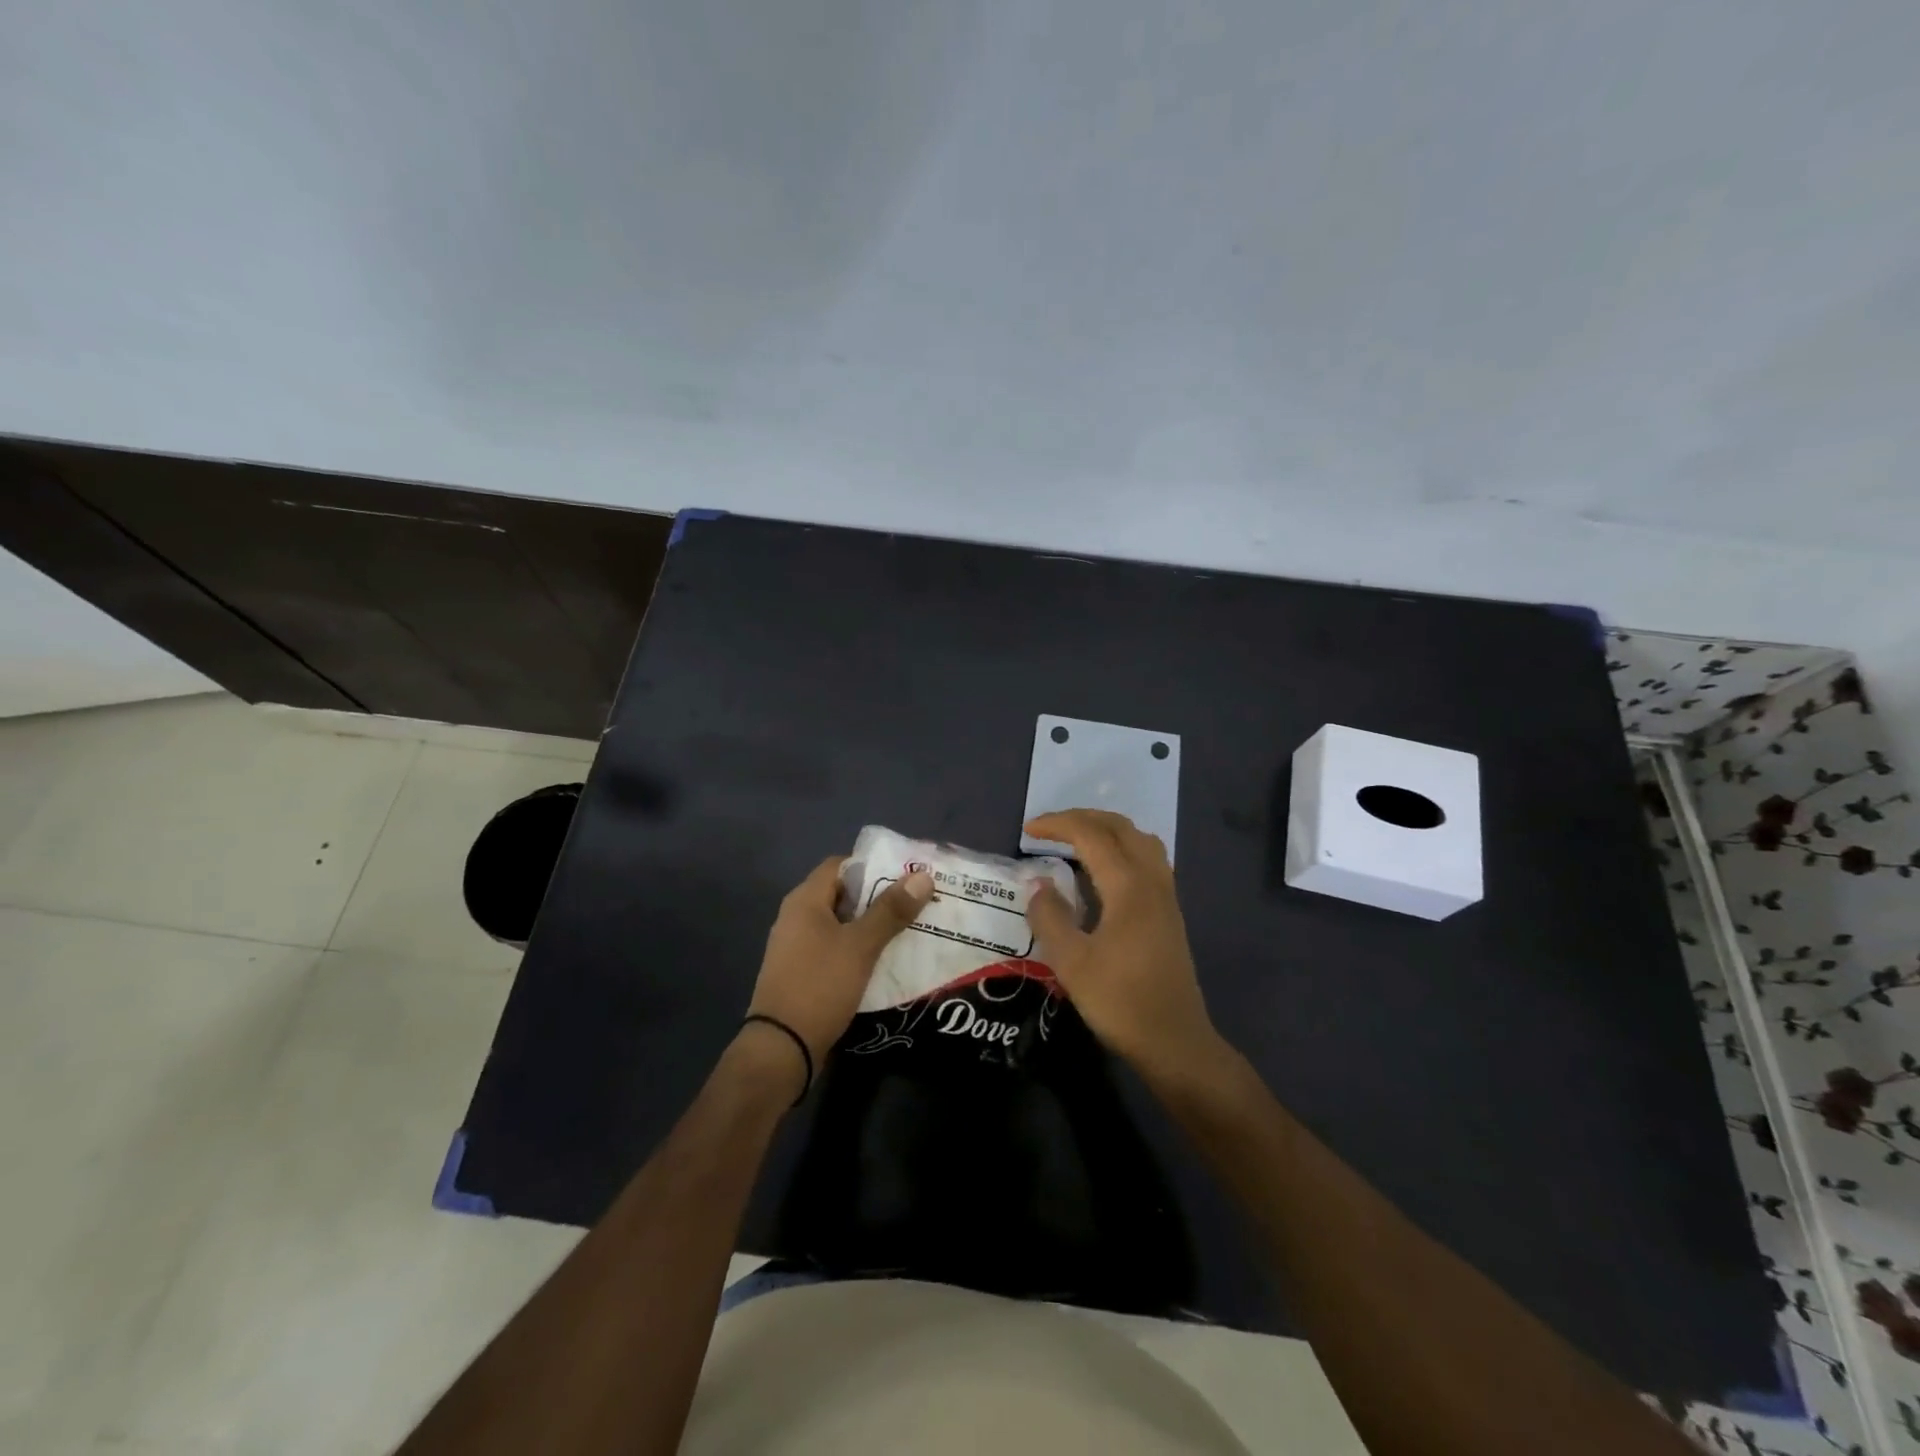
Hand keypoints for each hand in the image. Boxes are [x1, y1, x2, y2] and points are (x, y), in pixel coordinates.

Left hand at [746, 856, 933, 1071]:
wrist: (781, 1049)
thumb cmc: (819, 986)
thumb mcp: (860, 946)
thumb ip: (891, 910)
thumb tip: (922, 875)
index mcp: (805, 900)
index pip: (841, 865)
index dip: (873, 866)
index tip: (906, 875)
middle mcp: (797, 917)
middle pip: (843, 895)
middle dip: (879, 897)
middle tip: (916, 903)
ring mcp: (797, 947)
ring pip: (841, 925)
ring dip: (871, 926)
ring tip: (909, 930)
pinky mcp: (802, 974)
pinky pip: (835, 949)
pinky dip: (859, 949)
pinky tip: (885, 961)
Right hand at [1024, 809, 1222, 1085]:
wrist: (1175, 1041)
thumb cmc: (1120, 1002)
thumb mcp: (1072, 963)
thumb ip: (1050, 917)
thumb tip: (1038, 885)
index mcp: (1128, 886)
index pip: (1091, 835)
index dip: (1058, 825)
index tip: (1027, 830)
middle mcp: (1151, 881)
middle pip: (1120, 828)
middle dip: (1082, 818)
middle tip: (1049, 829)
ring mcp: (1165, 896)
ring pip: (1139, 840)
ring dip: (1106, 830)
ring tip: (1076, 841)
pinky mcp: (1169, 913)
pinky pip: (1148, 859)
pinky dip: (1122, 848)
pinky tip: (1104, 872)